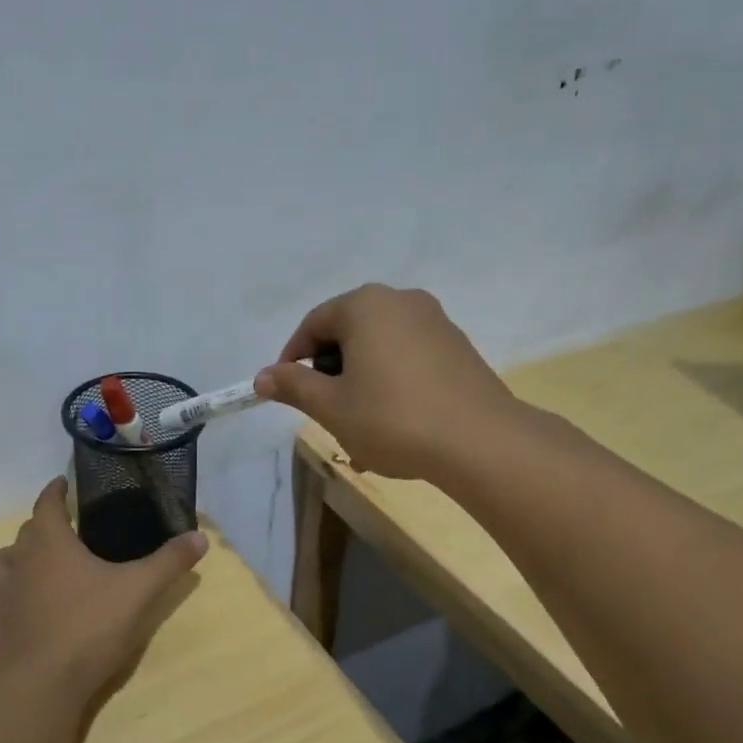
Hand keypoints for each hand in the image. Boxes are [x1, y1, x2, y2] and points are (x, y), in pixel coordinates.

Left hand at [0, 477, 206, 701]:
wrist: (45, 685)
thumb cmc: (92, 627)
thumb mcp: (140, 590)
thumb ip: (169, 561)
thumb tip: (200, 536)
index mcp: (49, 544)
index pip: (47, 504)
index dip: (55, 491)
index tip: (62, 483)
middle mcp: (17, 562)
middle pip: (25, 533)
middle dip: (42, 527)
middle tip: (63, 533)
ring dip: (13, 560)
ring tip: (31, 568)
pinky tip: (12, 610)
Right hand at [254, 283, 516, 478]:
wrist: (480, 441)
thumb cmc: (392, 418)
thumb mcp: (331, 407)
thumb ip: (293, 386)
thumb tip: (262, 377)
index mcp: (365, 305)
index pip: (314, 324)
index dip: (292, 359)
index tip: (286, 391)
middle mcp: (402, 301)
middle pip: (348, 331)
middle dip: (330, 370)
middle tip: (324, 409)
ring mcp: (436, 322)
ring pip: (380, 347)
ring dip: (360, 379)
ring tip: (358, 423)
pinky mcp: (458, 348)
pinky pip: (409, 357)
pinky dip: (391, 382)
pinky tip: (394, 421)